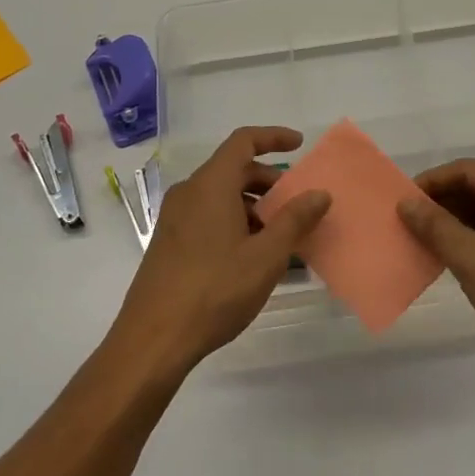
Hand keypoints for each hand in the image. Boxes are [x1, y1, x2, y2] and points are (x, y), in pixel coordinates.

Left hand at [112, 126, 330, 377]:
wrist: (154, 338)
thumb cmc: (214, 290)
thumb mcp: (265, 257)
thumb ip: (295, 220)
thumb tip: (320, 193)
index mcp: (210, 185)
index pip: (243, 142)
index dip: (273, 137)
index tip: (299, 145)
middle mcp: (189, 193)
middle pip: (233, 170)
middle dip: (269, 182)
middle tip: (297, 205)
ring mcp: (175, 218)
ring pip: (221, 197)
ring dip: (254, 208)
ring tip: (281, 239)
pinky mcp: (169, 242)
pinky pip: (208, 217)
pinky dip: (235, 224)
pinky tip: (254, 258)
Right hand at [398, 160, 474, 382]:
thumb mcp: (472, 259)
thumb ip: (436, 226)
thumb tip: (406, 202)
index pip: (466, 170)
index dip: (431, 183)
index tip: (403, 203)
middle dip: (444, 203)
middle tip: (413, 225)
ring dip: (460, 221)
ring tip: (432, 243)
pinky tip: (463, 259)